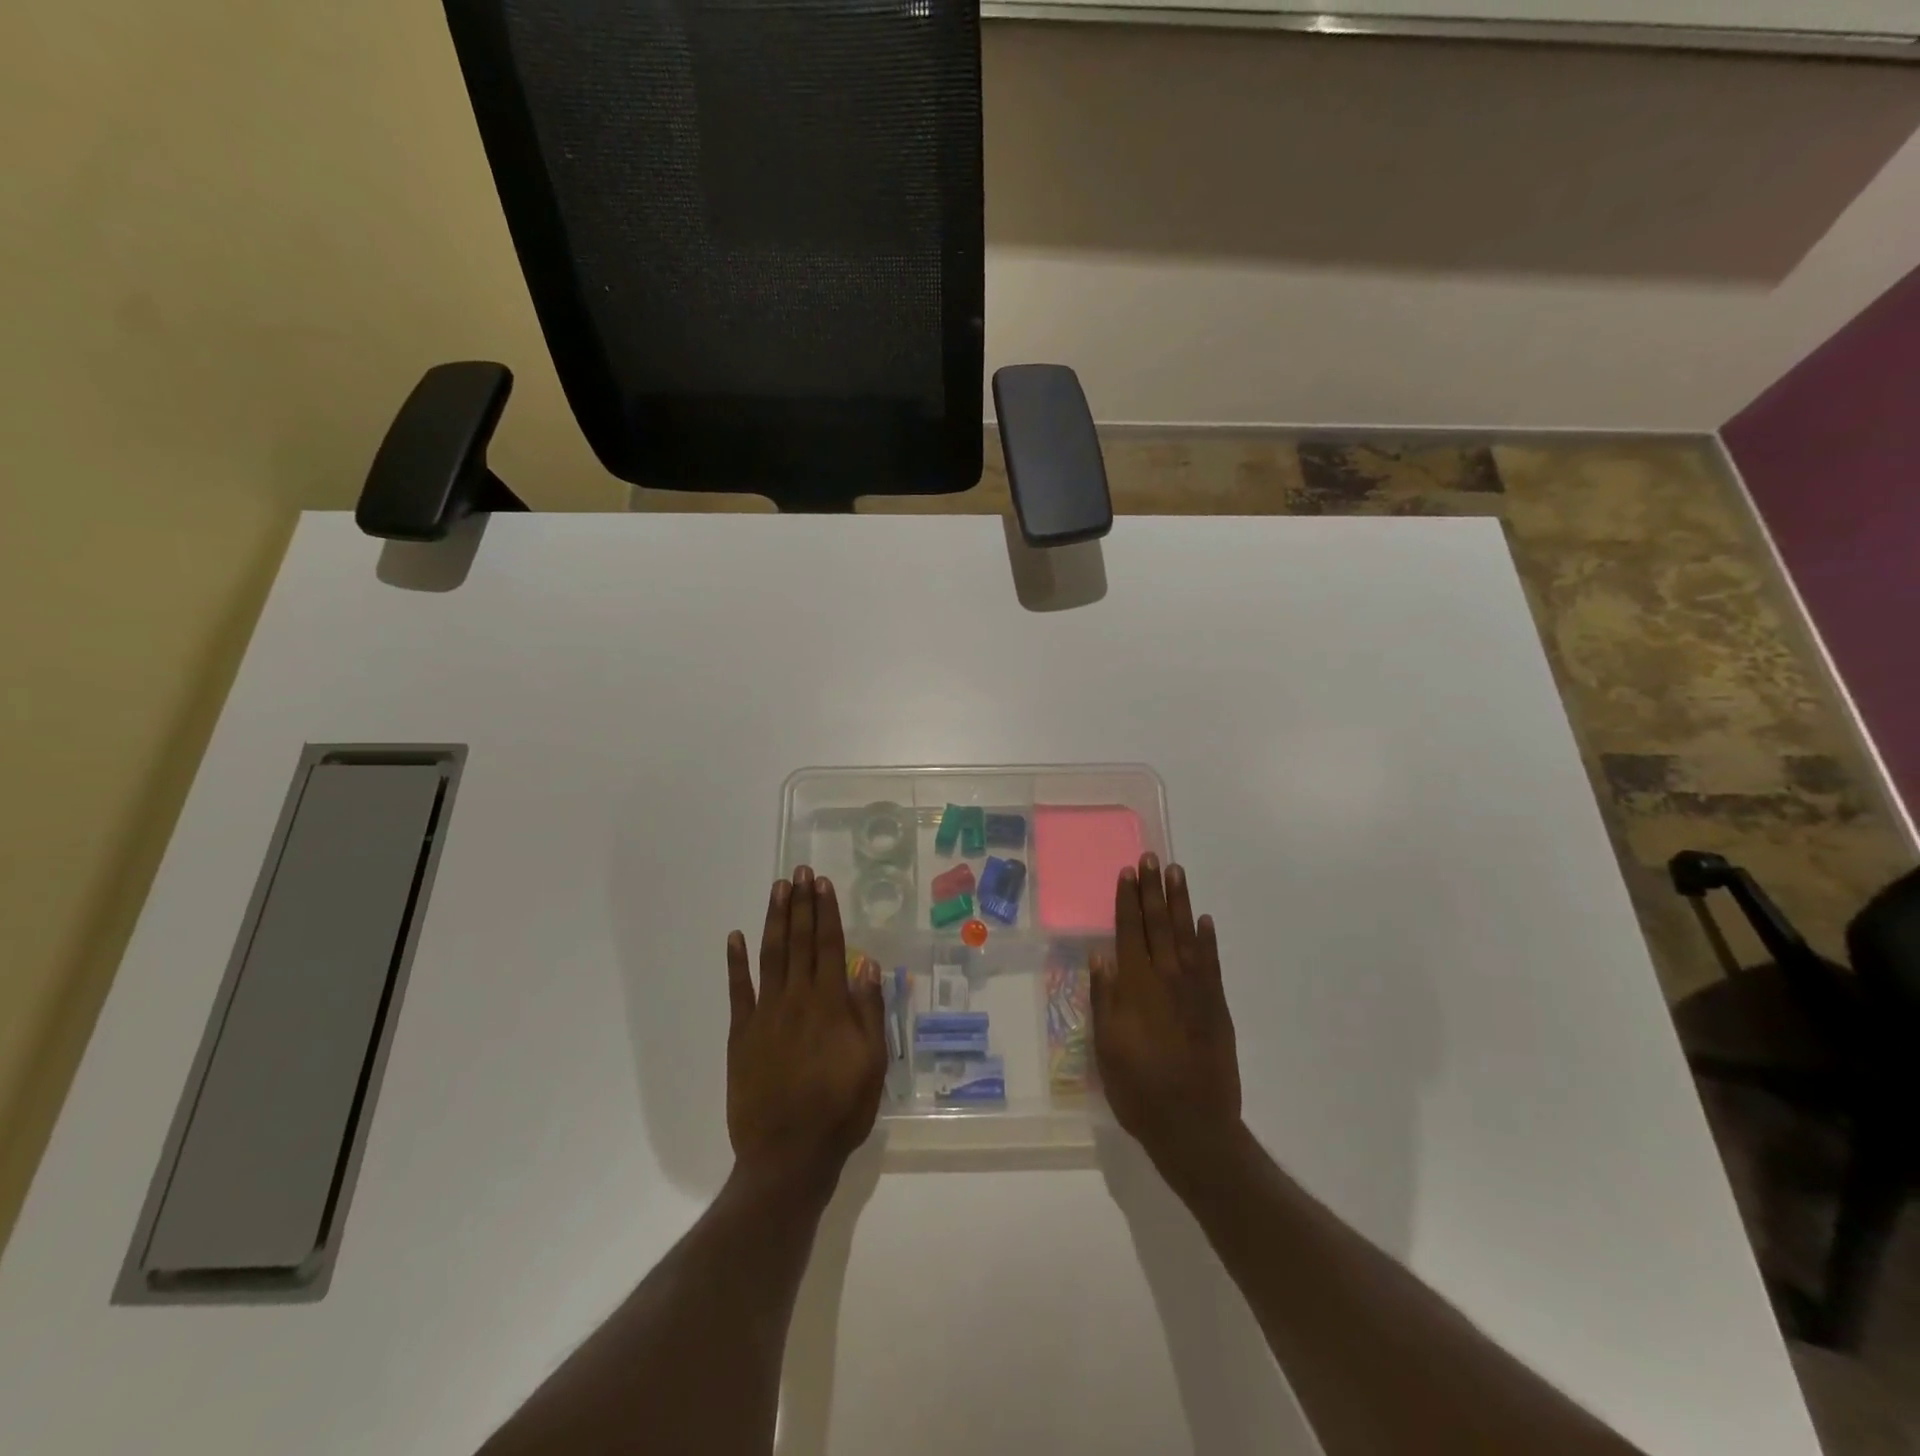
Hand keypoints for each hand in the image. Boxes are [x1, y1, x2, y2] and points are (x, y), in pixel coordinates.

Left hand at [726, 866, 887, 1198]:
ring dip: (774, 920)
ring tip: (777, 889)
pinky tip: (735, 936)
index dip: (826, 912)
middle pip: (799, 941)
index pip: (829, 945)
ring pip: (770, 955)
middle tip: (799, 871)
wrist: (788, 1155)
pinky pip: (738, 990)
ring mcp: (765, 1014)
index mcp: (830, 1004)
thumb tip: (866, 963)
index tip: (822, 883)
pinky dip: (736, 962)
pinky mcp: (742, 1034)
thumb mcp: (872, 1063)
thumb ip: (869, 1010)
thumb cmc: (840, 1109)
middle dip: (801, 904)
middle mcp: (797, 999)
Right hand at [1091, 854, 1242, 1175]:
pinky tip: (1204, 920)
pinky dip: (1208, 939)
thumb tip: (1100, 957)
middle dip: (1153, 890)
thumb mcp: (1107, 1048)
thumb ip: (1104, 999)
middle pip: (1158, 925)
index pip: (1129, 932)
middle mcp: (1167, 979)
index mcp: (1136, 987)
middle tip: (1152, 857)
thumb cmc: (1139, 1089)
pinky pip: (1212, 963)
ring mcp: (1196, 990)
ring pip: (1187, 935)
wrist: (1194, 1125)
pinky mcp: (1217, 1006)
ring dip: (1180, 902)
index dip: (1127, 901)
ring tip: (1176, 873)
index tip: (1127, 872)